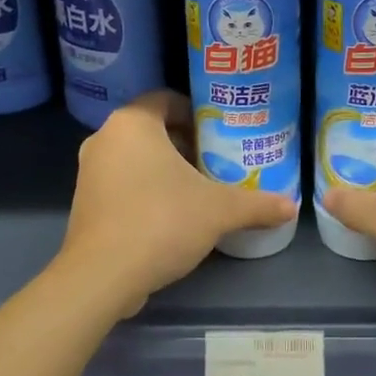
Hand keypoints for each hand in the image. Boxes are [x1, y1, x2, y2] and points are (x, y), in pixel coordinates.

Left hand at [58, 90, 296, 316]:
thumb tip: (291, 206)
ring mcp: (89, 172)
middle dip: (186, 143)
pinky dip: (146, 190)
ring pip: (135, 158)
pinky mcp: (84, 204)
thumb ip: (256, 204)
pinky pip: (122, 183)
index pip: (166, 99)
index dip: (196, 111)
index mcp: (133, 123)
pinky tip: (173, 215)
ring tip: (200, 188)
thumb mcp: (219, 210)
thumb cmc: (161, 221)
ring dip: (165, 169)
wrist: (102, 276)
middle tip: (218, 160)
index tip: (221, 131)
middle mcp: (105, 139)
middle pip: (152, 130)